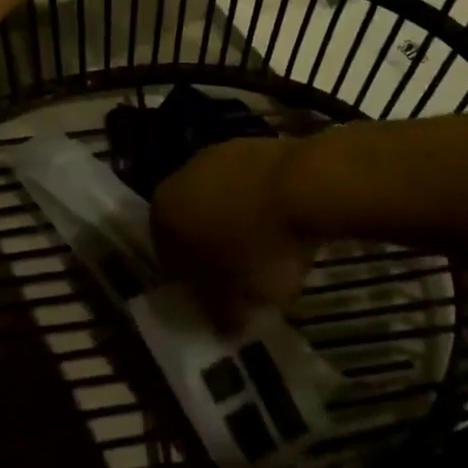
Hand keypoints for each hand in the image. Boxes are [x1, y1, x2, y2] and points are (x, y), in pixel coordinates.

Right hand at [151, 138, 316, 329]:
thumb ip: (222, 315)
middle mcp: (180, 176)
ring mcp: (216, 154)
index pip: (167, 256)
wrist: (303, 185)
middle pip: (192, 222)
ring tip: (269, 251)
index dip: (191, 284)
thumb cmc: (259, 247)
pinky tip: (284, 224)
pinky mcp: (250, 143)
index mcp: (163, 212)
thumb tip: (222, 324)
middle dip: (212, 250)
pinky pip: (247, 185)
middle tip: (241, 278)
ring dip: (236, 223)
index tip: (216, 302)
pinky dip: (259, 204)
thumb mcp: (240, 300)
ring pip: (220, 200)